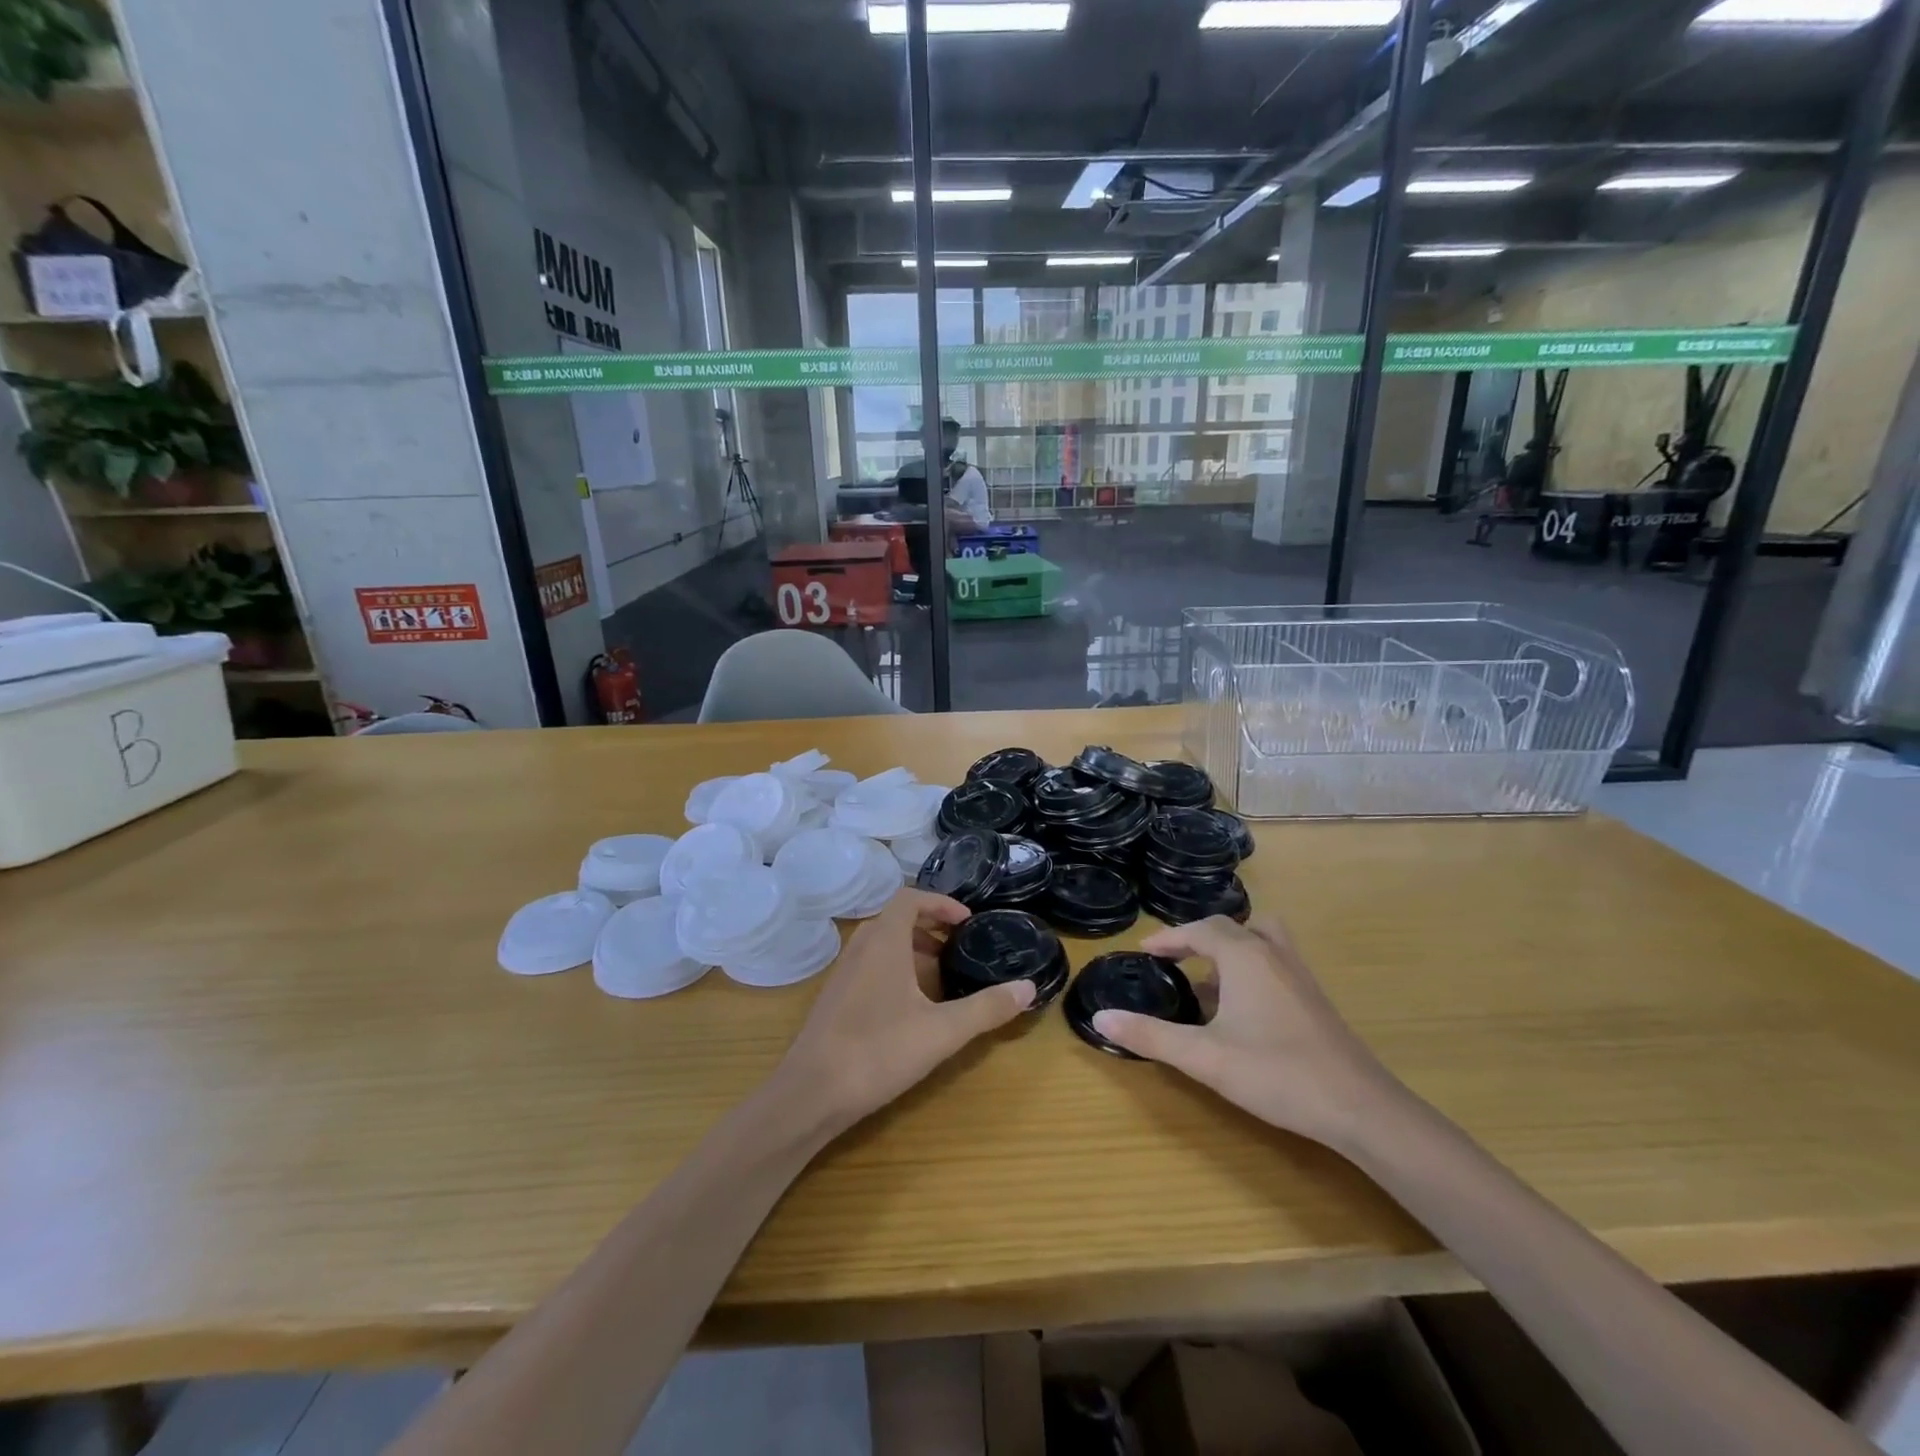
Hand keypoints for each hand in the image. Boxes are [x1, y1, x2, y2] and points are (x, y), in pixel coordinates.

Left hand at [774, 889, 1033, 1134]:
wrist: (810, 1093)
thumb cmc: (878, 1051)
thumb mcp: (942, 1031)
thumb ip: (986, 1008)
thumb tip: (1029, 988)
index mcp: (883, 941)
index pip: (910, 898)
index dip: (941, 902)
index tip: (967, 922)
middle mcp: (860, 947)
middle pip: (895, 918)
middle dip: (930, 925)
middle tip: (959, 946)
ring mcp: (843, 973)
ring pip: (880, 943)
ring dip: (911, 948)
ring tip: (940, 974)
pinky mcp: (834, 998)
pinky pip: (869, 964)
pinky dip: (894, 967)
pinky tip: (909, 1005)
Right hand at [1091, 915, 1400, 1147]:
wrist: (1360, 1107)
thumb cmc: (1277, 1073)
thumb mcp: (1204, 1057)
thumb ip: (1150, 1035)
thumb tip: (1101, 1017)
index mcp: (1244, 956)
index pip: (1200, 929)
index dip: (1168, 937)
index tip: (1143, 952)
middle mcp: (1272, 954)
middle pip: (1230, 928)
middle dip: (1196, 939)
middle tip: (1172, 960)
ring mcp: (1298, 975)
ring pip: (1259, 940)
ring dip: (1229, 949)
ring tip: (1206, 977)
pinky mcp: (1314, 998)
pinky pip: (1274, 962)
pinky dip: (1250, 968)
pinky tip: (1241, 1009)